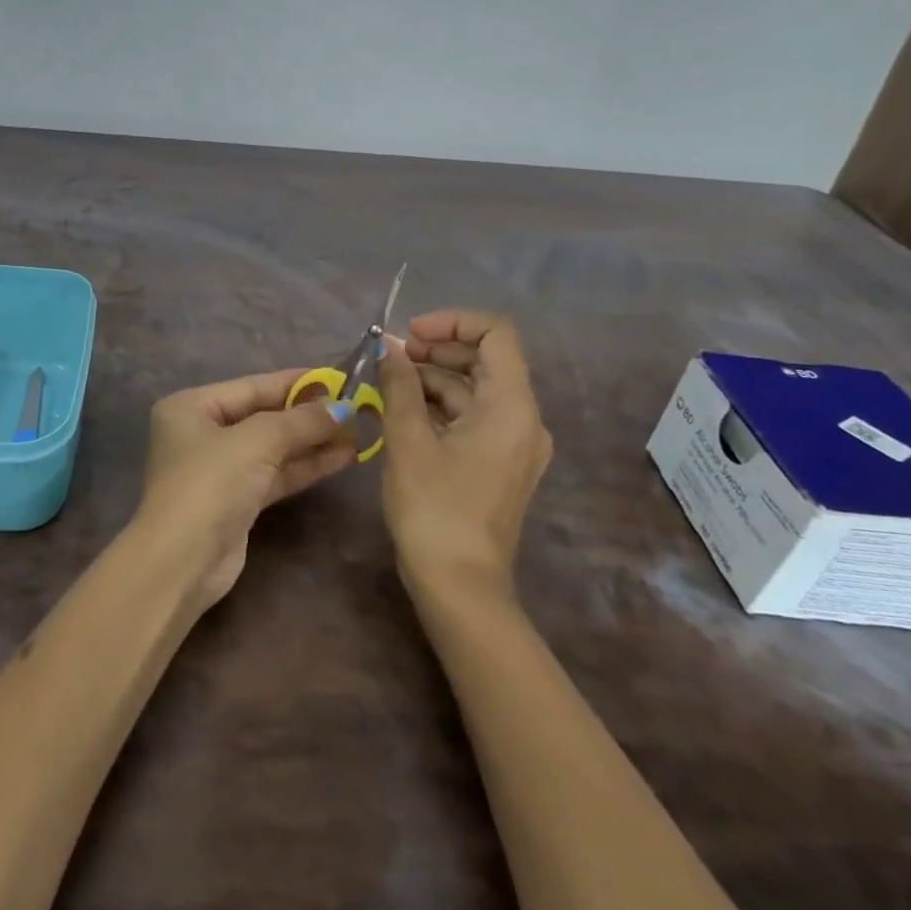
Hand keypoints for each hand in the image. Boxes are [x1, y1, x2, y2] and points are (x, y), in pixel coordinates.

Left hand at [136, 370, 358, 608]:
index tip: (337, 377)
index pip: (251, 386)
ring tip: (359, 431)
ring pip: (273, 448)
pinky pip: (275, 474)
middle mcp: (202, 433)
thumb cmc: (210, 484)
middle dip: (307, 414)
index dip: (295, 382)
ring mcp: (219, 469)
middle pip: (263, 416)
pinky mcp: (236, 501)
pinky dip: (305, 466)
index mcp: (191, 407)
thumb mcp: (256, 441)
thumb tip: (343, 407)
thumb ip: (300, 421)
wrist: (182, 562)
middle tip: (355, 406)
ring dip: (312, 441)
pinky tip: (343, 457)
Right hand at [376, 309, 552, 592]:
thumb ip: (398, 386)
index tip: (409, 333)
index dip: (452, 321)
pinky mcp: (499, 465)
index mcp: (512, 406)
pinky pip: (473, 418)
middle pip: (485, 360)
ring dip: (433, 378)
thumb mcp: (408, 441)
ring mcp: (514, 445)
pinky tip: (402, 410)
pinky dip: (440, 406)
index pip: (496, 334)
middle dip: (436, 349)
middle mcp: (524, 419)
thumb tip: (387, 348)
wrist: (460, 588)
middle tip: (389, 356)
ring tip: (386, 382)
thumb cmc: (435, 509)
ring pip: (475, 391)